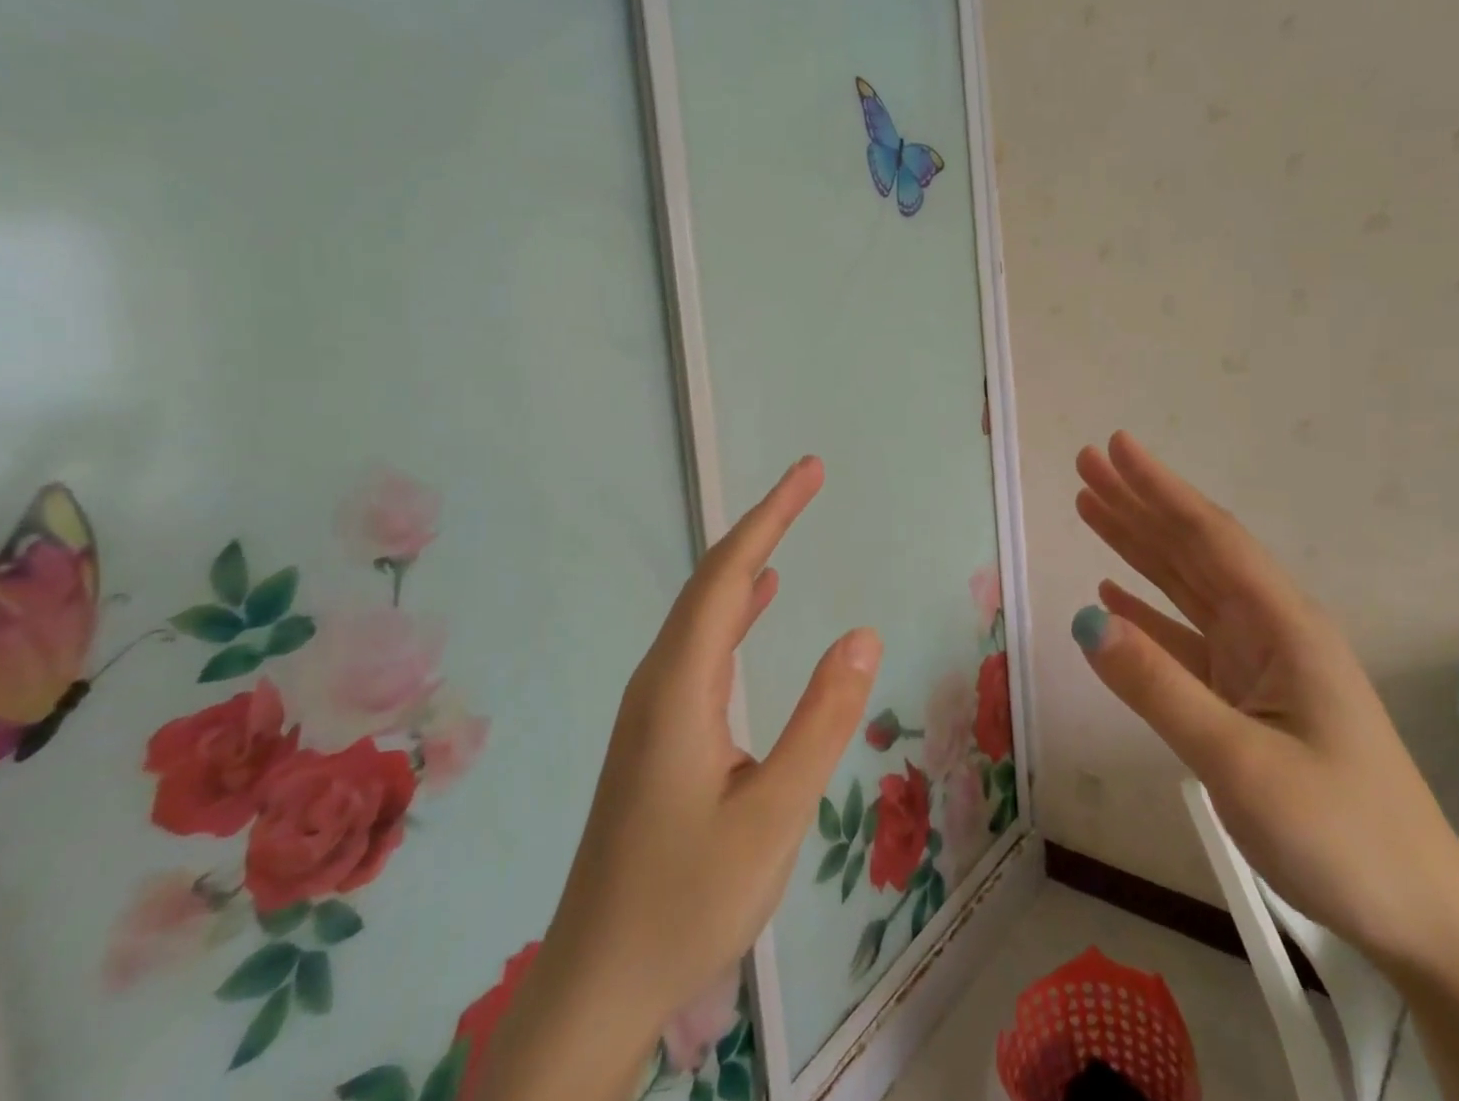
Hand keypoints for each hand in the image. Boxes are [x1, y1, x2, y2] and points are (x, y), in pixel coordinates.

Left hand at [475, 456, 882, 1100]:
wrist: (596, 985)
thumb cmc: (687, 900)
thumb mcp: (773, 814)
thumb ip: (820, 721)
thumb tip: (862, 635)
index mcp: (679, 686)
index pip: (728, 575)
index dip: (771, 516)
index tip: (810, 472)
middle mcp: (659, 680)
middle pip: (712, 580)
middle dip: (763, 524)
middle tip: (809, 482)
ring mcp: (653, 706)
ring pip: (703, 611)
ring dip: (749, 561)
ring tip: (789, 525)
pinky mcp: (657, 732)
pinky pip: (701, 645)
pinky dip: (735, 608)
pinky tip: (760, 603)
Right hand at [1069, 432, 1458, 965]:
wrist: (1420, 919)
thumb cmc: (1340, 834)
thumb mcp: (1241, 762)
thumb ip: (1159, 687)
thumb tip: (1082, 619)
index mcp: (1282, 625)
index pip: (1209, 537)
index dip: (1158, 488)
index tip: (1114, 446)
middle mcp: (1270, 629)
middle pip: (1192, 549)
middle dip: (1138, 503)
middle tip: (1086, 464)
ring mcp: (1258, 663)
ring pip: (1185, 586)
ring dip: (1136, 546)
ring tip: (1089, 507)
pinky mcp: (1247, 697)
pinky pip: (1185, 637)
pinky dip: (1146, 611)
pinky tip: (1111, 597)